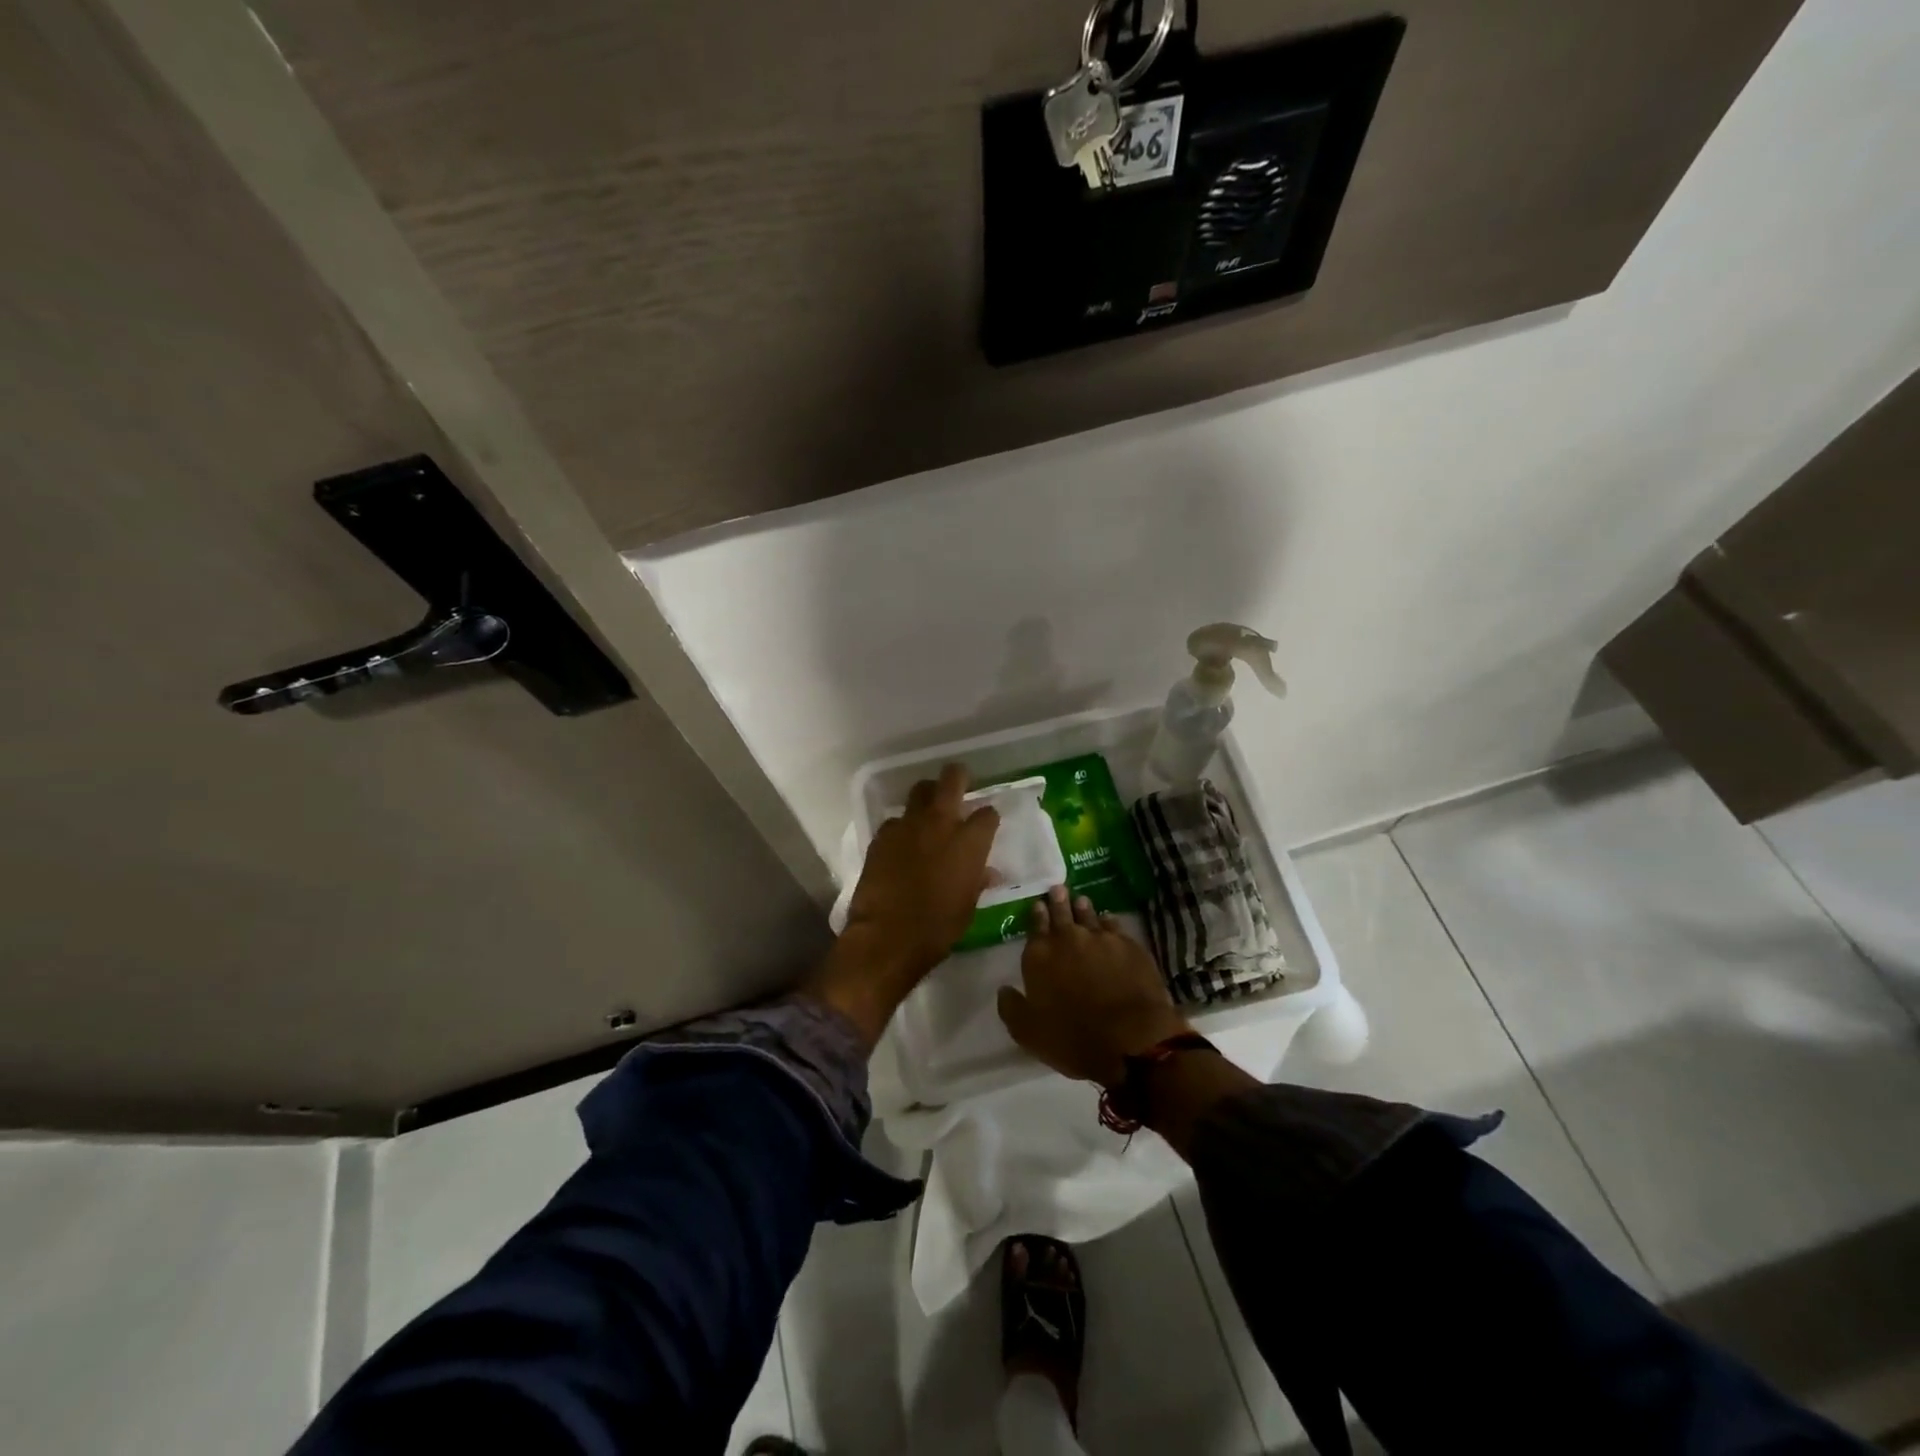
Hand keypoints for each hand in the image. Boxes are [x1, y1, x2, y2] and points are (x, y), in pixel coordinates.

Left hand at [803, 764, 998, 1049]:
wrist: (887, 936)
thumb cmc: (938, 927)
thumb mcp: (968, 906)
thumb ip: (978, 880)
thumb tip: (986, 871)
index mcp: (970, 841)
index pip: (987, 813)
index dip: (988, 817)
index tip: (986, 824)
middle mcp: (941, 823)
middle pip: (952, 779)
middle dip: (959, 777)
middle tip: (960, 784)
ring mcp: (908, 825)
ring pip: (920, 791)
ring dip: (928, 797)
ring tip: (929, 811)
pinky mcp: (882, 835)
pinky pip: (896, 820)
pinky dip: (903, 827)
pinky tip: (903, 843)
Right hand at [997, 885, 1192, 1087]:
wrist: (1130, 1039)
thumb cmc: (1073, 1039)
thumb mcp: (1028, 1032)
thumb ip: (1011, 1007)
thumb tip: (1003, 989)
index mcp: (1040, 956)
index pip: (1035, 927)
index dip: (1037, 915)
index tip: (1038, 905)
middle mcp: (1068, 939)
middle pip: (1062, 913)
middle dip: (1058, 901)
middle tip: (1058, 889)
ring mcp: (1101, 939)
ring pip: (1089, 915)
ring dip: (1083, 908)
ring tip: (1081, 900)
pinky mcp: (1130, 946)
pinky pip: (1115, 926)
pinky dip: (1109, 922)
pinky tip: (1109, 920)